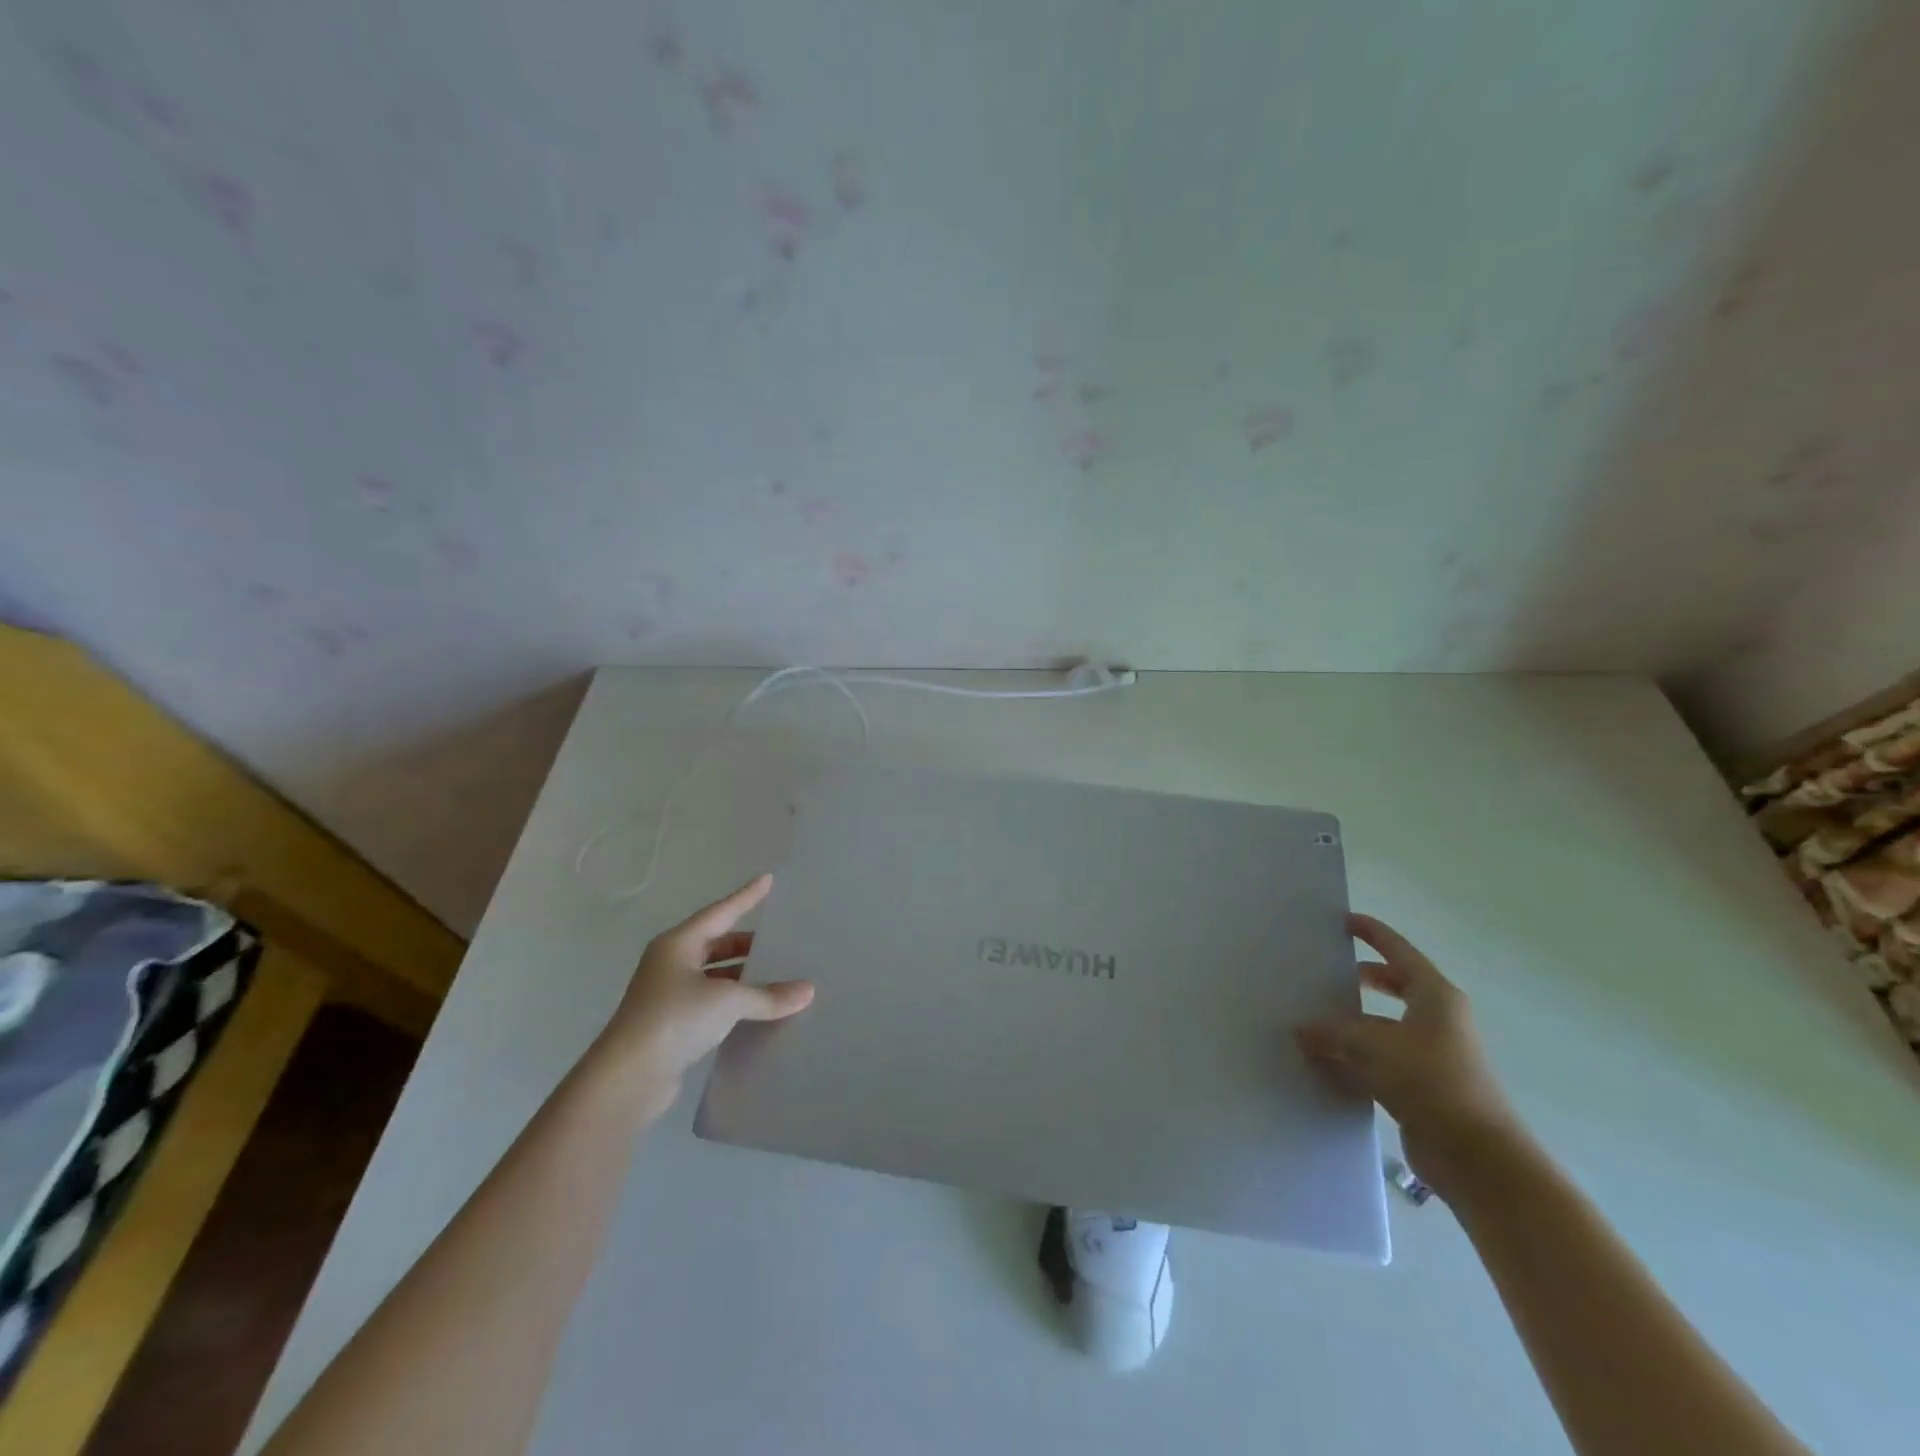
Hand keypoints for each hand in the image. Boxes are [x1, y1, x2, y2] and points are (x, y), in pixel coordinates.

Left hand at [598, 874, 814, 1104]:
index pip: (721, 912)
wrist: (627, 1079)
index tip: (768, 880)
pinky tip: (757, 1009)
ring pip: (714, 975)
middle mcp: (671, 963)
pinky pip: (711, 1002)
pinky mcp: (672, 1024)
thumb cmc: (675, 1020)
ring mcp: (669, 995)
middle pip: (716, 943)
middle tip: (781, 939)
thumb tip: (807, 991)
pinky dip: (734, 1001)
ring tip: (777, 975)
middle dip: (747, 943)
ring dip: (742, 975)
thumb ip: (768, 995)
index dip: (746, 896)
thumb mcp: (728, 1001)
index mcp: (678, 944)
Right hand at [1296, 913, 1521, 1190]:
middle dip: (1361, 978)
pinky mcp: (1424, 1088)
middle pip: (1394, 986)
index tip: (1344, 920)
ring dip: (1352, 1023)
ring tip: (1312, 1020)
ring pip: (1384, 1026)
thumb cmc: (1431, 1081)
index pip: (1398, 952)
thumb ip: (1332, 1033)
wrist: (1477, 1157)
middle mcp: (1438, 1020)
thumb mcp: (1372, 1046)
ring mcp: (1433, 1055)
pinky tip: (1325, 1062)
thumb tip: (1302, 1031)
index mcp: (1435, 996)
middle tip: (1325, 972)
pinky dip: (1356, 1057)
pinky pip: (1382, 1060)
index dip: (1373, 933)